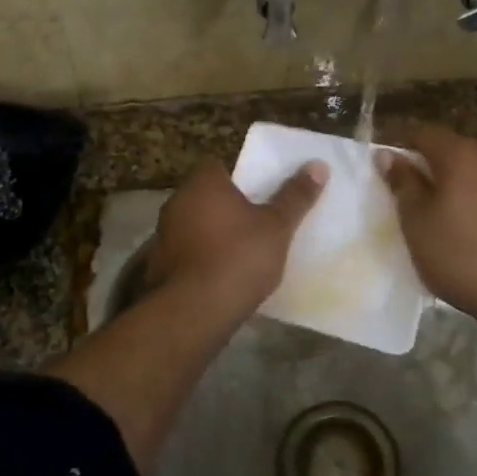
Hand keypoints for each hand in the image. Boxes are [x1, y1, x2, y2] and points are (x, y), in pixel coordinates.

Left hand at [145, 159, 327, 319]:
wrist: (194, 311)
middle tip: (254, 221)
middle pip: (203, 195)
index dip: (236, 176)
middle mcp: (176, 202)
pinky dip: (199, 259)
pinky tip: (219, 276)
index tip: (257, 192)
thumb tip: (318, 164)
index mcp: (202, 184)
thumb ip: (295, 196)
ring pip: (192, 225)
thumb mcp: (277, 226)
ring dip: (210, 234)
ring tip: (239, 251)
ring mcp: (162, 235)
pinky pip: (185, 253)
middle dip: (224, 206)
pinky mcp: (158, 266)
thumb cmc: (239, 257)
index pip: (215, 165)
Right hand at [376, 122, 476, 333]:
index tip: (375, 161)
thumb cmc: (458, 253)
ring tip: (416, 206)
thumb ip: (402, 182)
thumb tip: (387, 154)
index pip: (421, 132)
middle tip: (392, 185)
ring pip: (462, 172)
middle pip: (445, 150)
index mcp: (460, 155)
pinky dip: (457, 199)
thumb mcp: (417, 219)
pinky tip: (447, 223)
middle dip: (417, 162)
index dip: (395, 141)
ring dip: (438, 182)